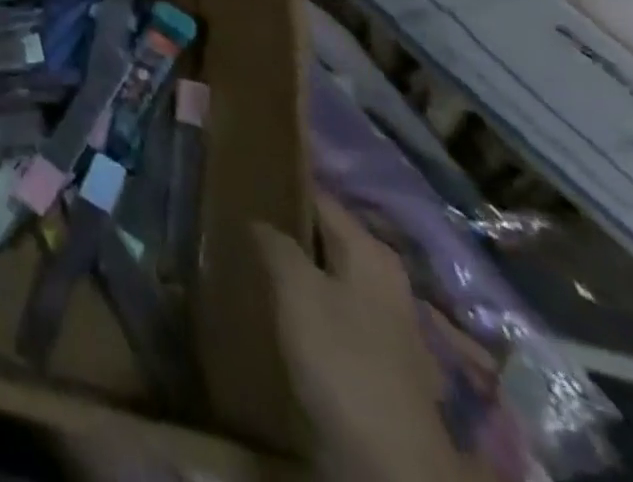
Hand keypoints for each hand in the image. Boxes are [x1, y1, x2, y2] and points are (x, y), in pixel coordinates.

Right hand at [254, 195, 491, 481]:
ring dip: (299, 270)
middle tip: (241, 220)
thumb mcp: (296, 289)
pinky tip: (283, 311)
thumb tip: (260, 219)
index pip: (320, 199)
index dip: (283, 187)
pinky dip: (311, 306)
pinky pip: (337, 314)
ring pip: (332, 277)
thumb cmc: (342, 359)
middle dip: (289, 230)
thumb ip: (276, 244)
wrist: (391, 463)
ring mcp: (389, 324)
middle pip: (328, 239)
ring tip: (254, 262)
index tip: (245, 179)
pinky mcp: (381, 362)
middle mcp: (386, 279)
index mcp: (371, 252)